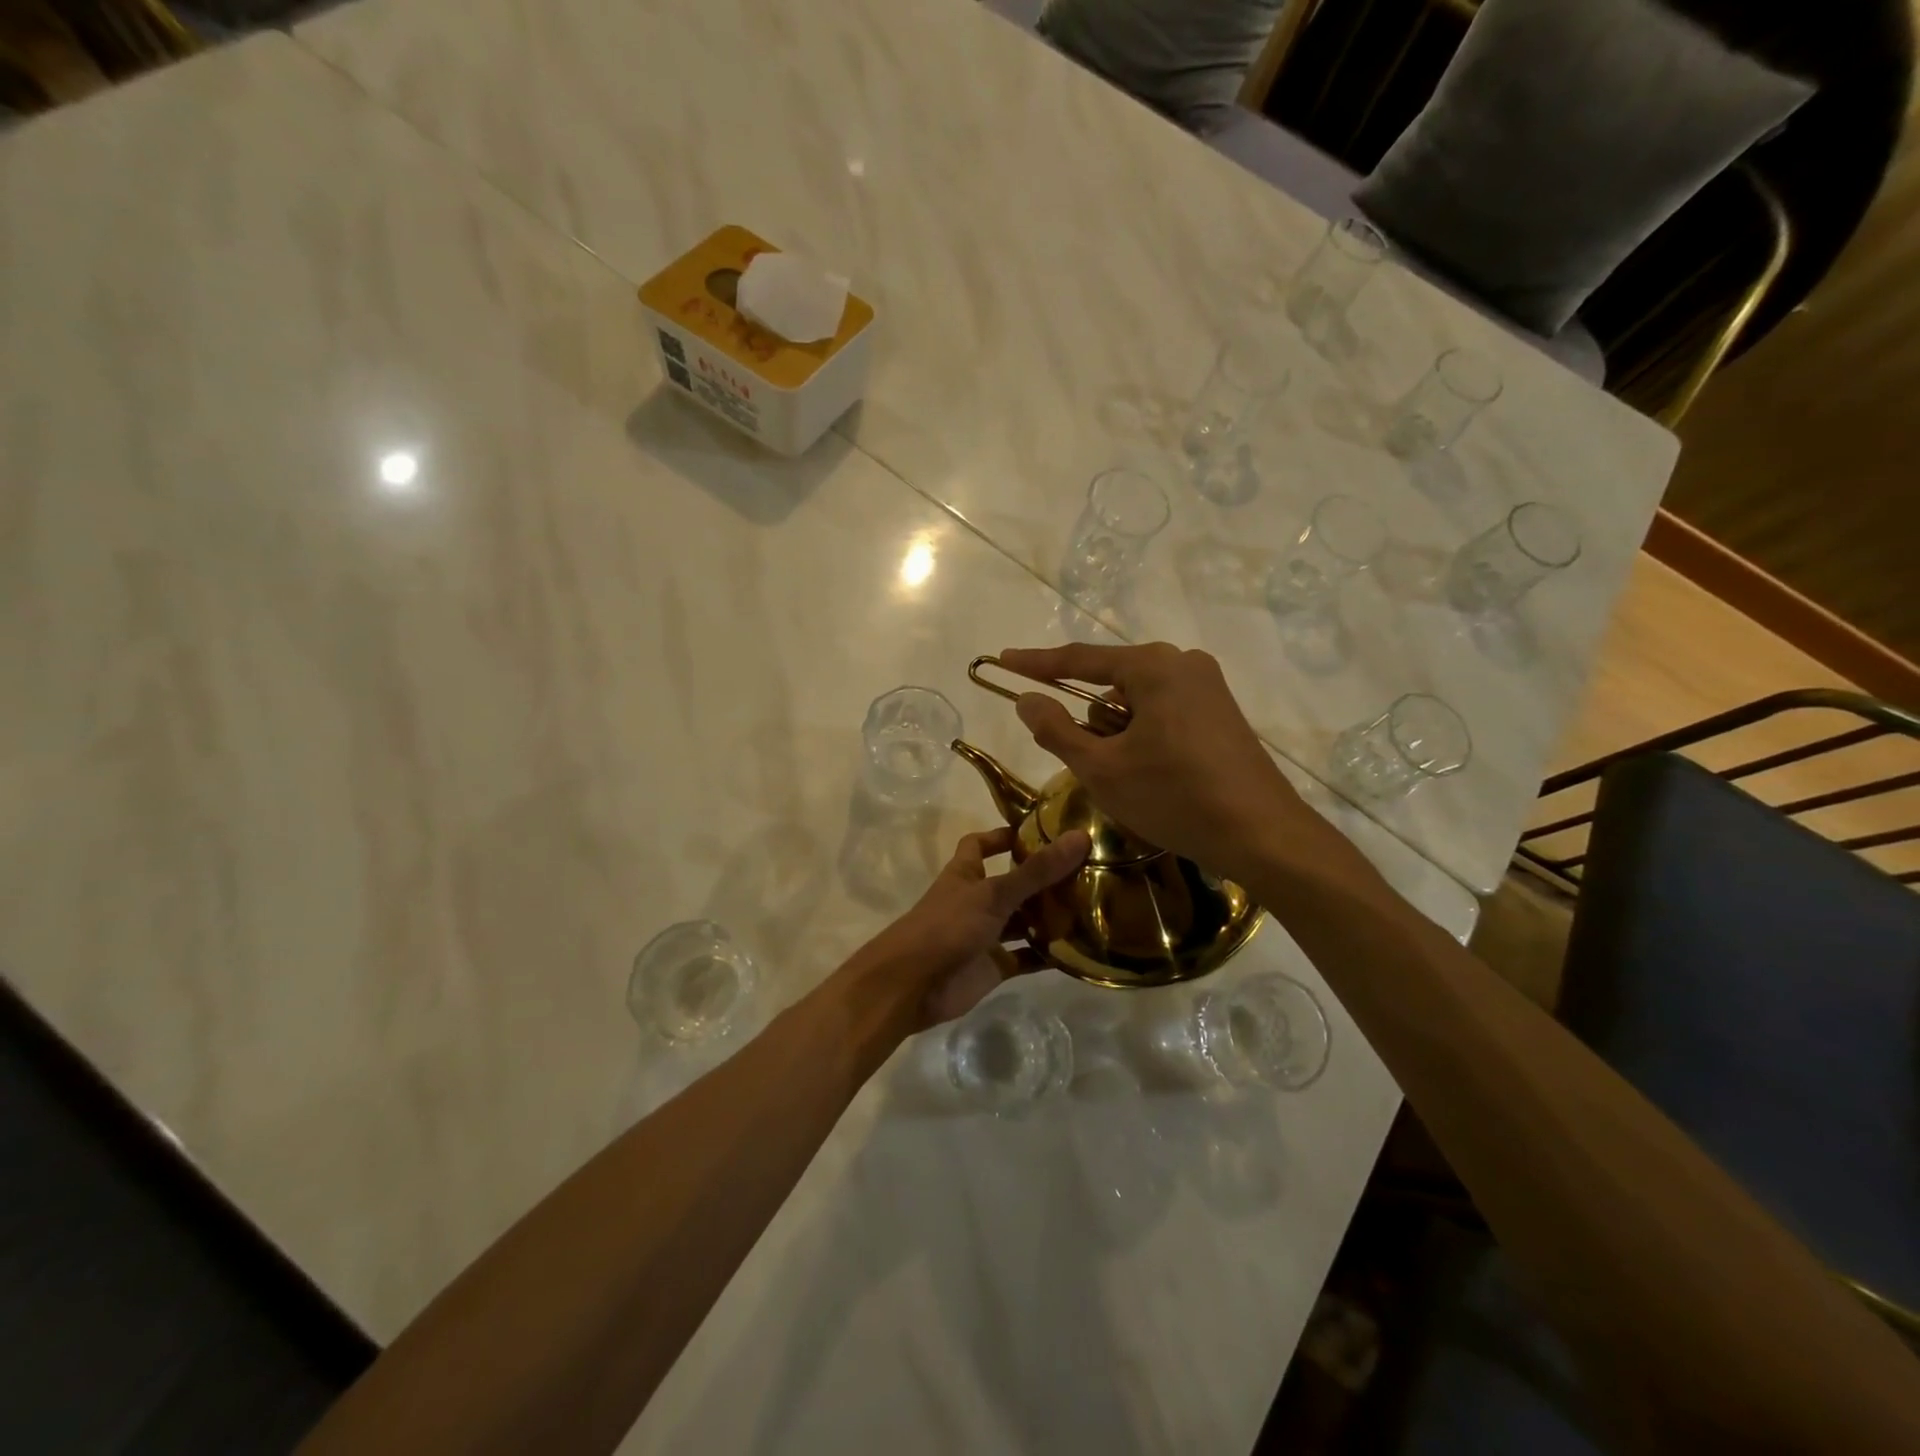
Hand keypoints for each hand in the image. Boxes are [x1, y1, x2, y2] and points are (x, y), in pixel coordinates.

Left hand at [850, 825, 1088, 1029]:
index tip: (1039, 831)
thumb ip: (1036, 870)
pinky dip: (1048, 955)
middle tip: (1085, 869)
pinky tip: (1079, 949)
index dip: (1003, 836)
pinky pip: (1026, 956)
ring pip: (1022, 921)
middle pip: (1011, 883)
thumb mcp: (994, 893)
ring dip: (1049, 916)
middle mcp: (976, 900)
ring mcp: (985, 935)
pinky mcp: (994, 966)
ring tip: (1091, 905)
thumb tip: (1080, 837)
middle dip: (1041, 878)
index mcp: (966, 874)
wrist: (913, 985)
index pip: (981, 844)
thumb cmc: (948, 926)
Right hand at [998, 642, 1328, 882]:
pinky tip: (1154, 775)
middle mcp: (1183, 663)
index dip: (1036, 663)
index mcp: (1153, 666)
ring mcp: (1208, 688)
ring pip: (1138, 702)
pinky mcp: (1221, 714)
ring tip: (1129, 780)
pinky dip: (1144, 738)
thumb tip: (1026, 700)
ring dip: (1119, 734)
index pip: (1079, 659)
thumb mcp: (1102, 767)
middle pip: (1111, 683)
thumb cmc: (1174, 796)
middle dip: (1090, 720)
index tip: (1003, 659)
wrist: (1262, 835)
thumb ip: (1056, 730)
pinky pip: (1164, 714)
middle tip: (1090, 764)